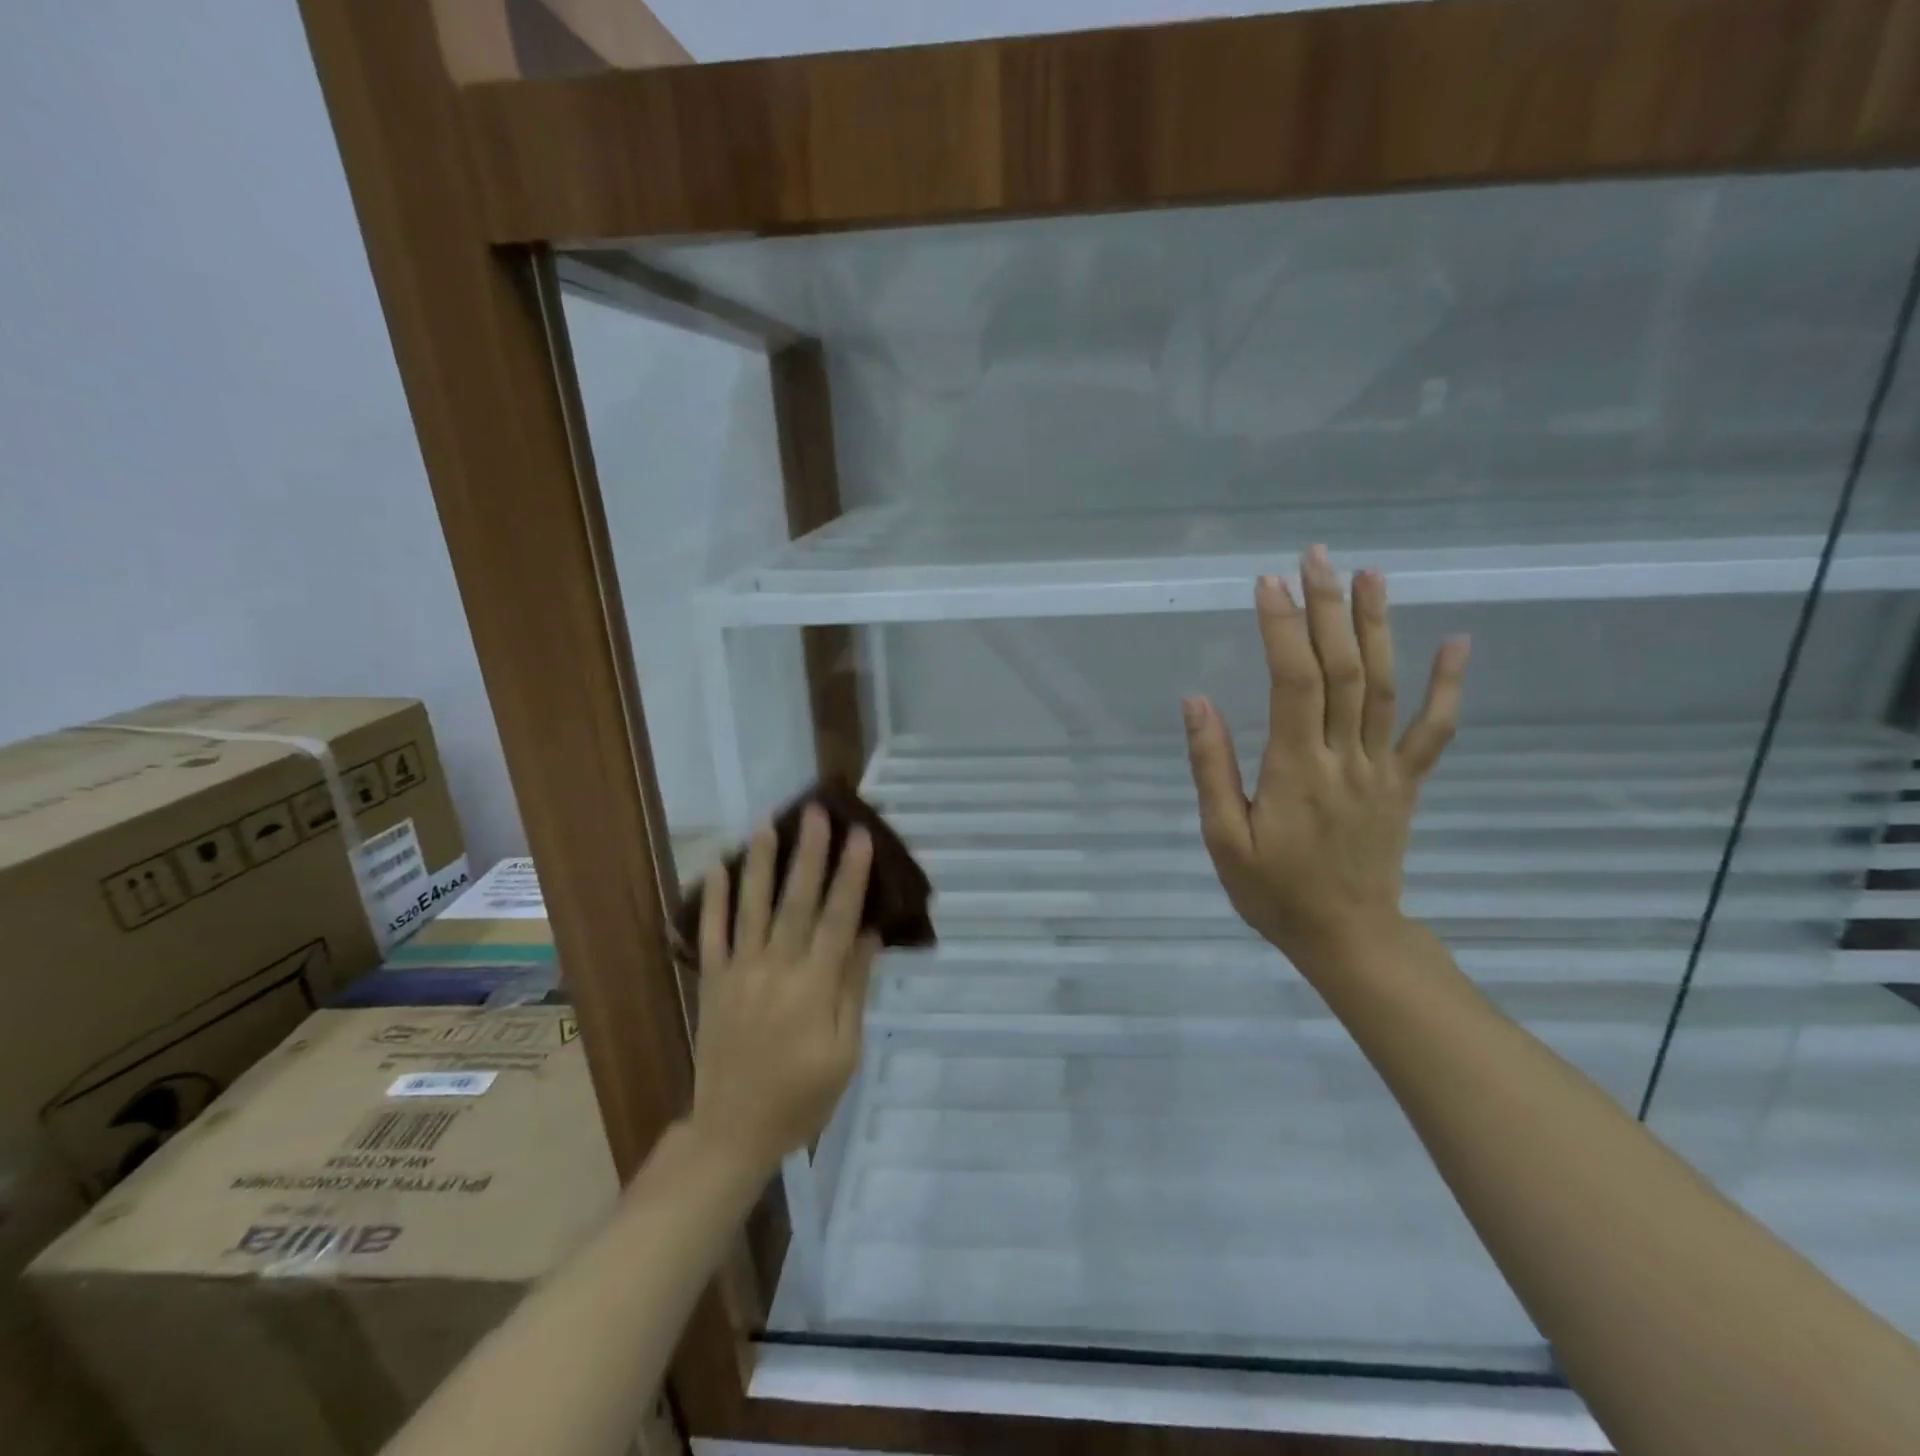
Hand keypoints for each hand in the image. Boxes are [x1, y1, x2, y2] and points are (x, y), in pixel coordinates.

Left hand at [687, 806, 878, 1176]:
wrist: (734, 1131)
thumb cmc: (802, 1097)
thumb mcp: (844, 1051)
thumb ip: (853, 989)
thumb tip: (867, 935)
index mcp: (814, 988)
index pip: (838, 919)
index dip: (851, 876)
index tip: (860, 837)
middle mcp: (776, 969)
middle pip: (796, 901)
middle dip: (809, 854)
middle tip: (816, 812)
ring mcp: (739, 973)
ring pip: (751, 907)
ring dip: (760, 863)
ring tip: (766, 823)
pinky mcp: (713, 983)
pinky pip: (711, 934)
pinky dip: (713, 900)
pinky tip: (717, 866)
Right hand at [1182, 546, 1468, 967]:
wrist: (1349, 938)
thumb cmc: (1274, 892)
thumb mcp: (1224, 839)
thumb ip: (1212, 769)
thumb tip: (1197, 703)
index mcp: (1296, 770)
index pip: (1293, 682)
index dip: (1282, 629)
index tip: (1267, 584)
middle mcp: (1346, 757)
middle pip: (1343, 670)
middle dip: (1328, 609)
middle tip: (1316, 557)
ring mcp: (1383, 768)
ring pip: (1384, 686)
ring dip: (1377, 626)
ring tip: (1370, 575)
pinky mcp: (1405, 783)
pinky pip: (1432, 730)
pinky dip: (1446, 685)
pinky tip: (1457, 642)